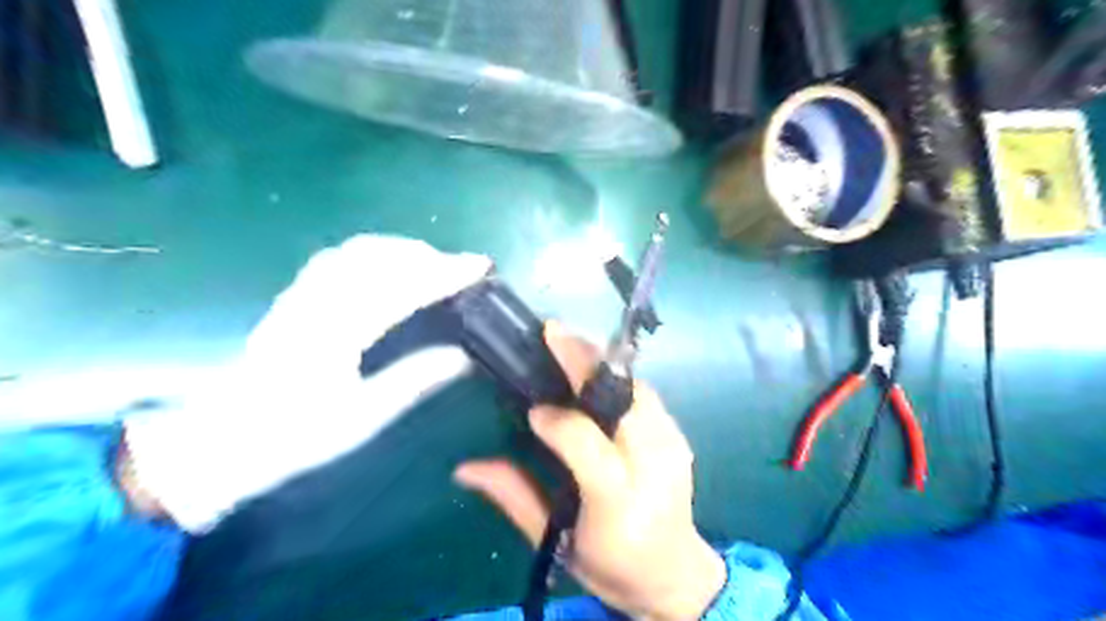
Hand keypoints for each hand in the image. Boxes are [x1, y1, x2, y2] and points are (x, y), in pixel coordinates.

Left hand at [122, 235, 493, 529]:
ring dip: (403, 250)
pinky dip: (375, 253)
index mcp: (335, 334)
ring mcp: (300, 295)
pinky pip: (339, 258)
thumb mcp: (362, 418)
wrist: (218, 443)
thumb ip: (414, 381)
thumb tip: (464, 357)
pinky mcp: (292, 297)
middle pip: (379, 257)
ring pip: (357, 251)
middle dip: (429, 256)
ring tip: (435, 263)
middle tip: (464, 268)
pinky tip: (390, 266)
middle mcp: (316, 302)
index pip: (402, 288)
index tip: (481, 268)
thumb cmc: (293, 438)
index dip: (446, 274)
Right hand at [455, 325, 726, 619]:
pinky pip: (647, 395)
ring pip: (637, 388)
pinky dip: (617, 378)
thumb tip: (464, 467)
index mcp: (617, 505)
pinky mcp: (681, 438)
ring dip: (601, 362)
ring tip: (569, 344)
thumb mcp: (554, 541)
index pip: (586, 446)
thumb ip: (514, 496)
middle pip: (622, 401)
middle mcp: (653, 468)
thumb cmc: (608, 562)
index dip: (557, 420)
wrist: (671, 572)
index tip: (533, 408)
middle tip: (552, 332)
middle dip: (585, 361)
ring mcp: (674, 448)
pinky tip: (595, 371)